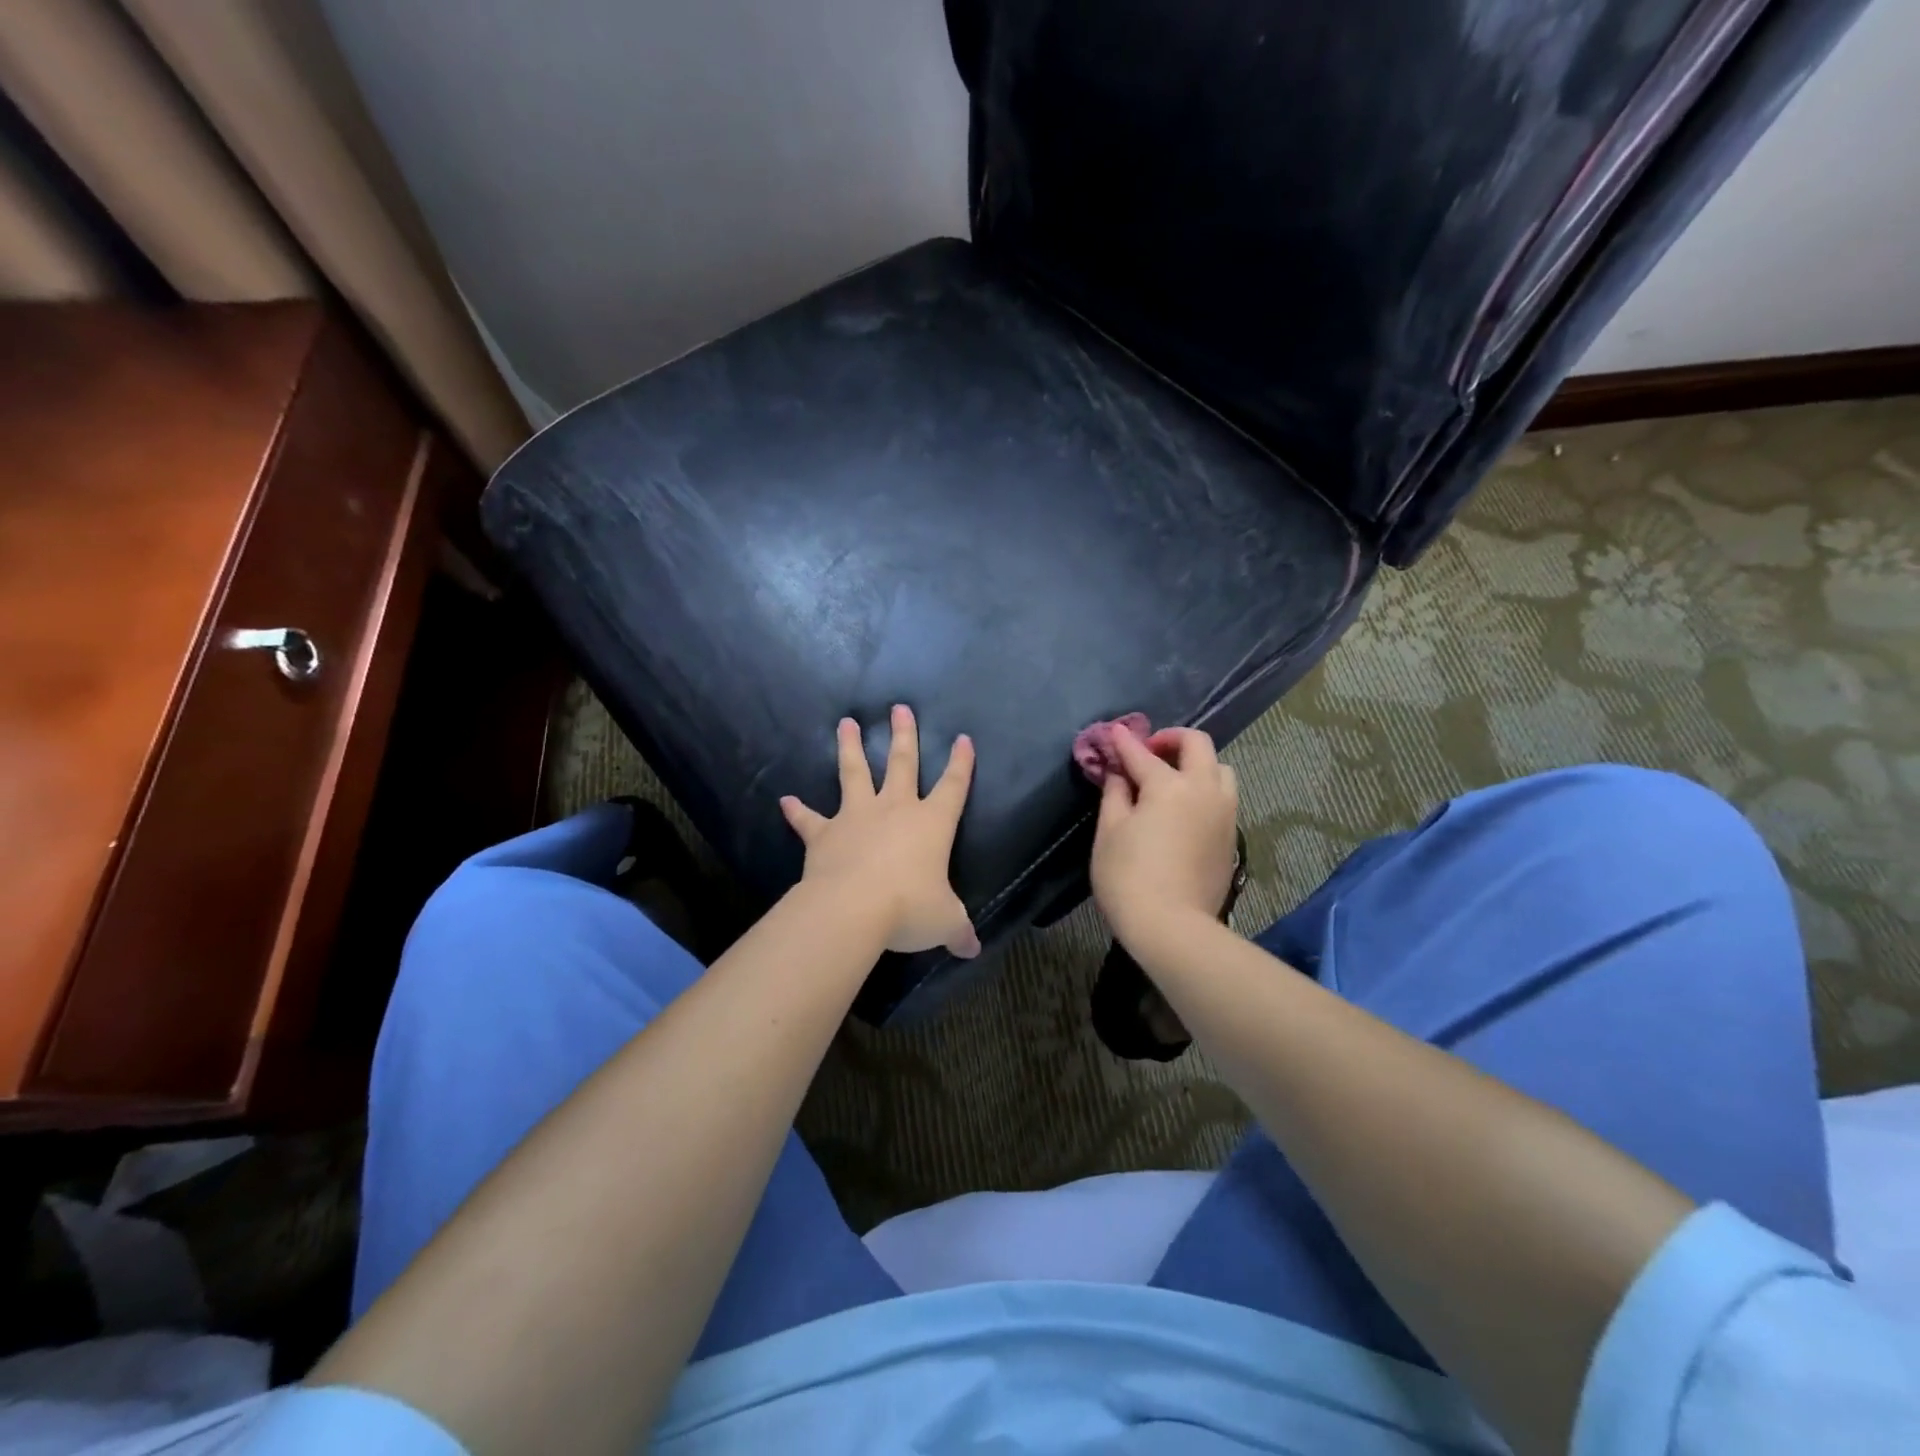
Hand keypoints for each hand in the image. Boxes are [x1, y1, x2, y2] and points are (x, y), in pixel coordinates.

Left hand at [780, 705, 979, 956]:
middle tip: (900, 707)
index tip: (963, 738)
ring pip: (854, 773)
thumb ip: (957, 929)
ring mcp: (857, 817)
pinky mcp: (825, 834)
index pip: (954, 786)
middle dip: (904, 735)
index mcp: (931, 823)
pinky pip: (809, 820)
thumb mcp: (943, 921)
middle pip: (902, 763)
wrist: (852, 909)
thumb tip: (973, 949)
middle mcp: (895, 809)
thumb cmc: (908, 908)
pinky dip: (798, 811)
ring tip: (845, 723)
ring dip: (849, 748)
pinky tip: (785, 801)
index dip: (961, 763)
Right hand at [1091, 725, 1237, 949]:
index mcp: (1170, 785)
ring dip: (1196, 764)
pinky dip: (1205, 788)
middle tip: (1149, 752)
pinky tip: (1185, 807)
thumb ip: (1115, 794)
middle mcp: (1204, 789)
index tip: (1113, 733)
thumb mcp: (1110, 832)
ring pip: (1220, 769)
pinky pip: (1224, 796)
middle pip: (1197, 745)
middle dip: (1171, 740)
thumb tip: (1120, 773)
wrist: (1172, 927)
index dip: (1124, 741)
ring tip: (1172, 779)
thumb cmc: (1128, 877)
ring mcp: (1224, 812)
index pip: (1142, 753)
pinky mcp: (1231, 835)